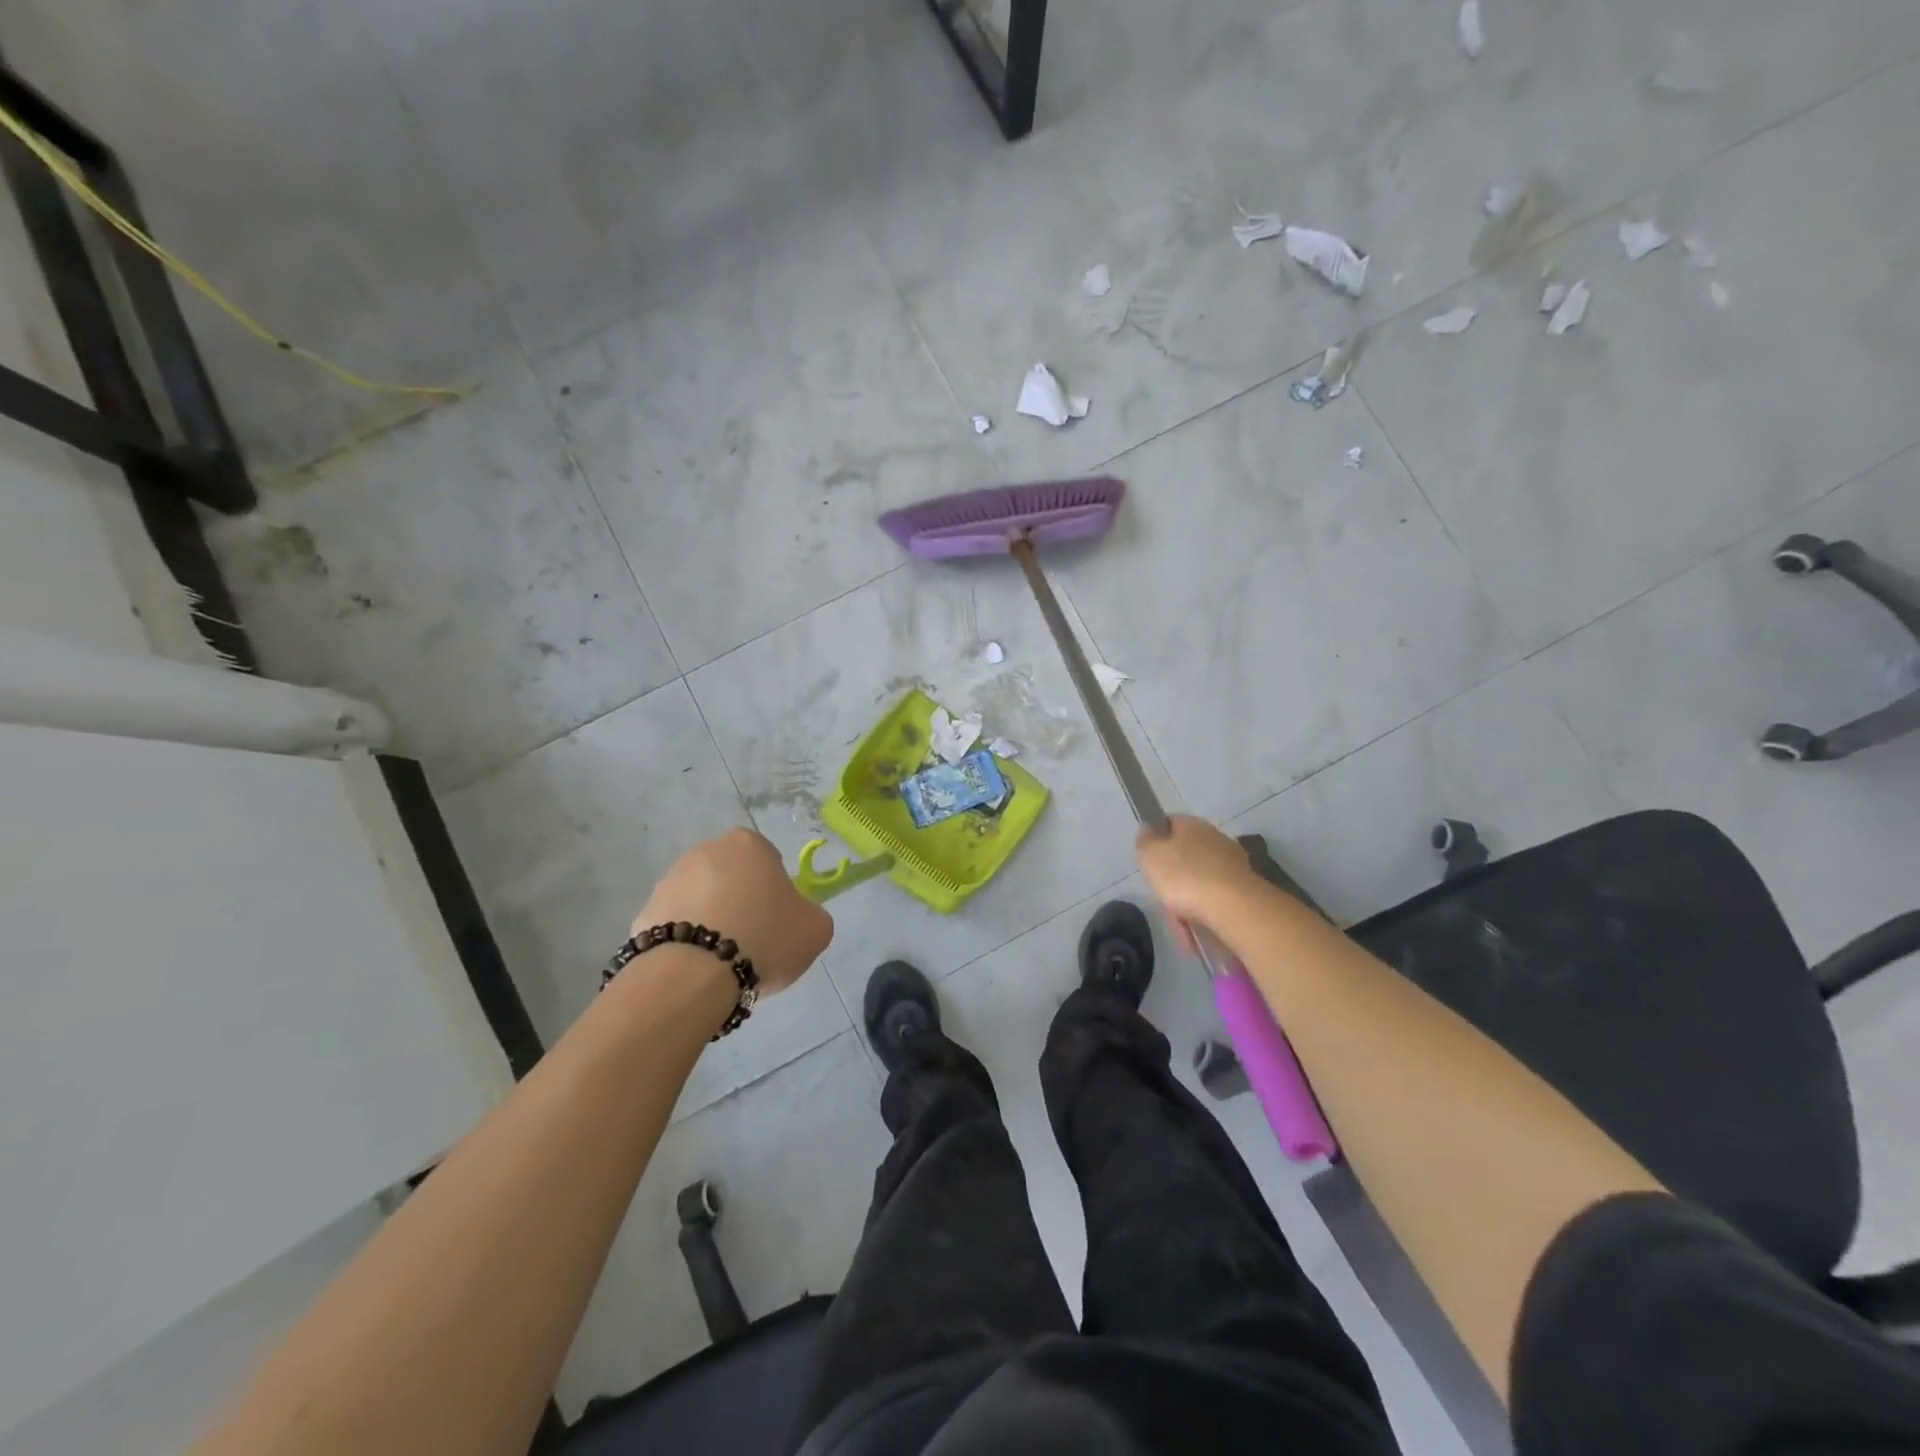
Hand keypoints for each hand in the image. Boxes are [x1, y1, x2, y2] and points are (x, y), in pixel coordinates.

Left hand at [636, 828, 832, 995]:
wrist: (693, 975)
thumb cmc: (764, 938)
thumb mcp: (815, 929)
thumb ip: (809, 914)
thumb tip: (796, 918)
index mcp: (748, 844)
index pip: (769, 860)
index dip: (776, 892)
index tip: (778, 921)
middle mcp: (705, 851)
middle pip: (731, 877)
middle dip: (740, 903)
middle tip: (753, 941)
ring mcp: (668, 881)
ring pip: (701, 901)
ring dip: (711, 922)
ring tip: (722, 963)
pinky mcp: (643, 914)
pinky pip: (675, 927)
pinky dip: (685, 943)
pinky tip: (696, 971)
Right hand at [1135, 816, 1261, 942]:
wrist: (1235, 908)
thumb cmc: (1185, 877)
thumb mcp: (1150, 856)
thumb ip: (1145, 841)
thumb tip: (1148, 830)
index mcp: (1192, 825)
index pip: (1168, 824)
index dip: (1155, 842)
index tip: (1148, 864)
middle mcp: (1215, 839)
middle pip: (1183, 857)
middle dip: (1172, 881)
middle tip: (1164, 900)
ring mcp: (1233, 864)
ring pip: (1199, 882)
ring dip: (1188, 903)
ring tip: (1182, 926)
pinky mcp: (1245, 889)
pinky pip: (1215, 900)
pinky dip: (1205, 914)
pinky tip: (1197, 931)